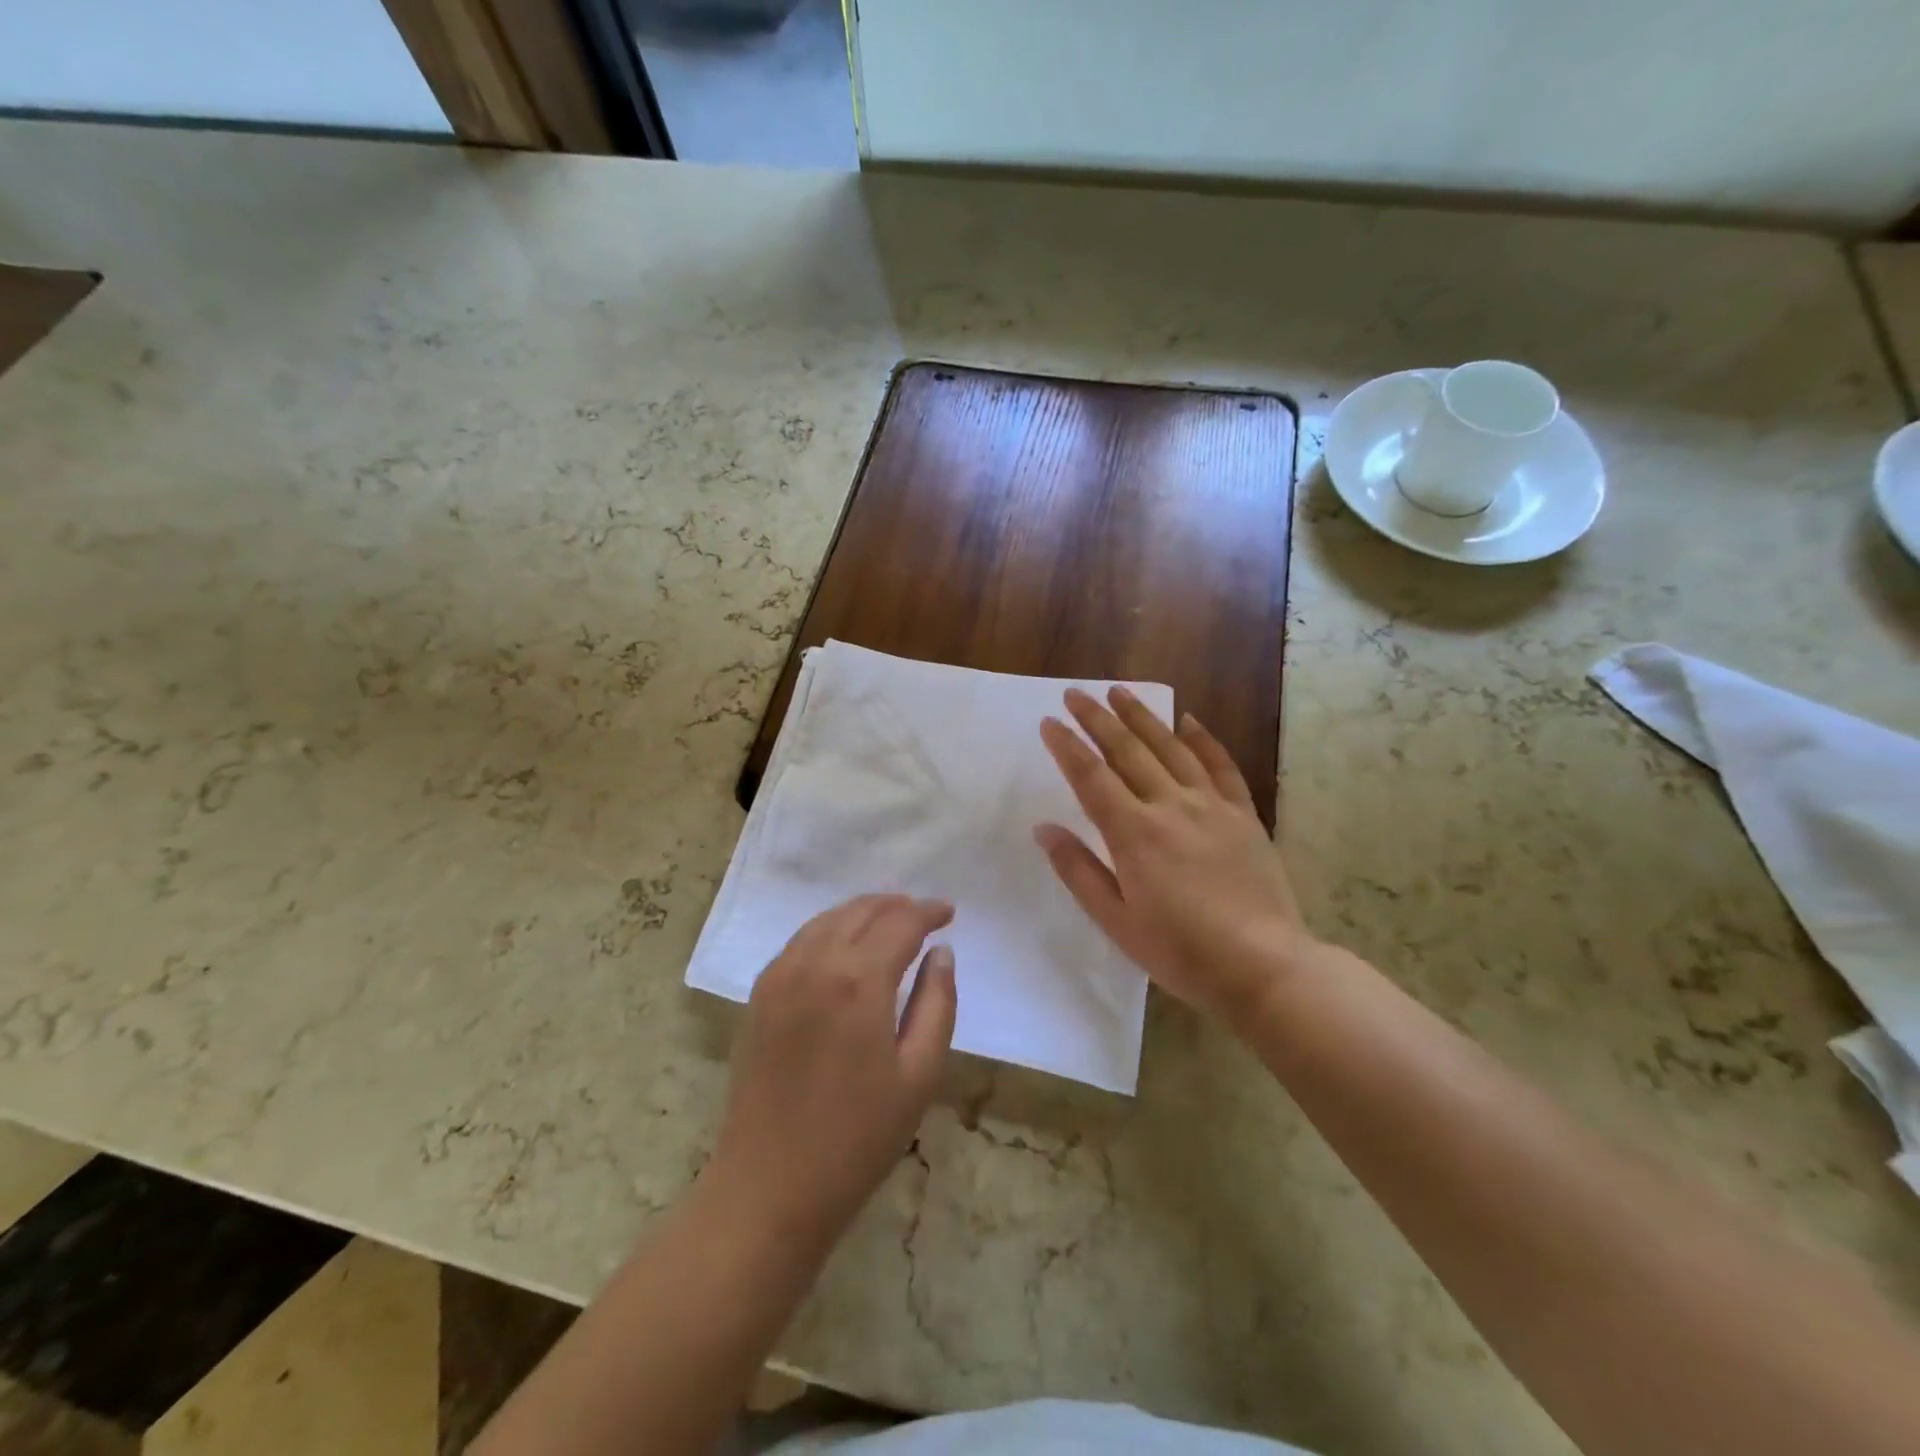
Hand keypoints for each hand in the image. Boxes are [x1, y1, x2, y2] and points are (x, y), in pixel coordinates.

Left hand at [707, 895, 956, 1248]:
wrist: (769, 1187)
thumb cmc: (857, 1137)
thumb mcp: (918, 1075)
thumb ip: (937, 1004)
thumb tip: (941, 953)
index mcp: (858, 980)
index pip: (900, 923)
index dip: (928, 911)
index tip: (949, 912)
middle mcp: (815, 962)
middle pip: (860, 911)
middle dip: (896, 905)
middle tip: (924, 914)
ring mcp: (780, 975)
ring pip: (826, 919)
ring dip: (862, 912)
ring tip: (889, 921)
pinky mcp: (759, 995)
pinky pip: (800, 941)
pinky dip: (829, 929)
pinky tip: (844, 946)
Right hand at [1036, 687, 1318, 1027]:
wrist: (1264, 966)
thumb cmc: (1181, 951)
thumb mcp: (1116, 920)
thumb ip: (1078, 870)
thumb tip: (1044, 828)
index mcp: (1134, 833)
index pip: (1091, 777)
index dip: (1067, 746)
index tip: (1049, 722)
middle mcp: (1170, 806)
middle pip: (1127, 750)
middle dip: (1097, 719)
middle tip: (1076, 694)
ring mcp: (1211, 806)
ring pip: (1171, 747)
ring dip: (1142, 716)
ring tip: (1120, 692)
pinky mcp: (1243, 814)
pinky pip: (1221, 765)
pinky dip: (1204, 739)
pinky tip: (1189, 719)